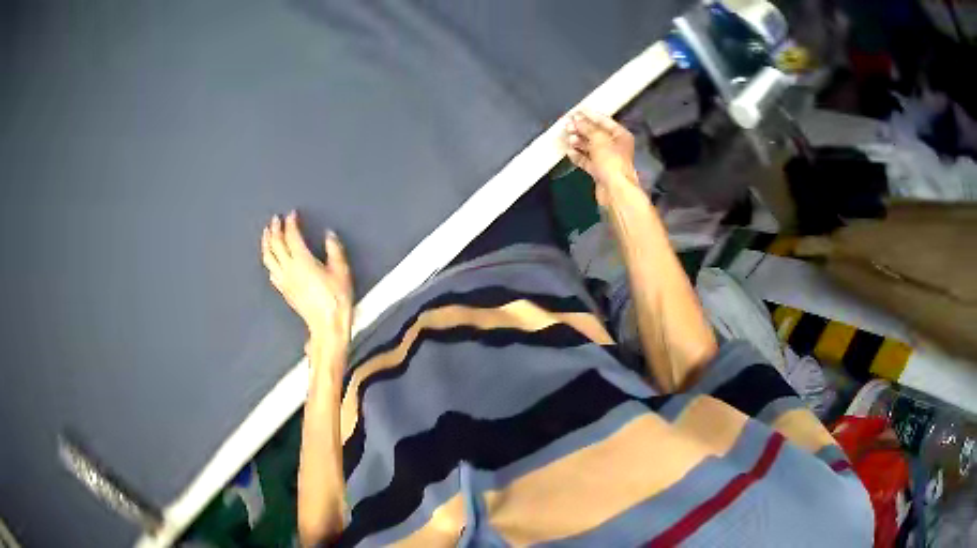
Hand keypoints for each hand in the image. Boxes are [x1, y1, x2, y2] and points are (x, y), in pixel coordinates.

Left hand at [261, 211, 353, 350]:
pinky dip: (269, 261)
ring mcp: (284, 281)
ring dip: (266, 243)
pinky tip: (271, 259)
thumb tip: (329, 235)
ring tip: (266, 234)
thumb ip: (334, 250)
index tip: (292, 215)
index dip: (290, 223)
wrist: (327, 324)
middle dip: (275, 230)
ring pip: (269, 258)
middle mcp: (289, 269)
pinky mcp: (284, 291)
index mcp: (302, 261)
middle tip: (275, 220)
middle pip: (276, 244)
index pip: (291, 236)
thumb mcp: (341, 271)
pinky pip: (271, 271)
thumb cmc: (336, 299)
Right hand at [561, 110, 639, 206]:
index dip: (589, 116)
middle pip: (596, 134)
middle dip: (581, 129)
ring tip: (568, 138)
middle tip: (567, 125)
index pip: (604, 121)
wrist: (614, 190)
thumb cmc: (611, 161)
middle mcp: (615, 146)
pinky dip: (578, 155)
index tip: (575, 111)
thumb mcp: (599, 139)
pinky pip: (587, 160)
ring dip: (579, 142)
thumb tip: (576, 119)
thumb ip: (587, 127)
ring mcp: (607, 159)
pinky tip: (569, 152)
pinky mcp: (599, 171)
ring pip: (590, 147)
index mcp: (620, 135)